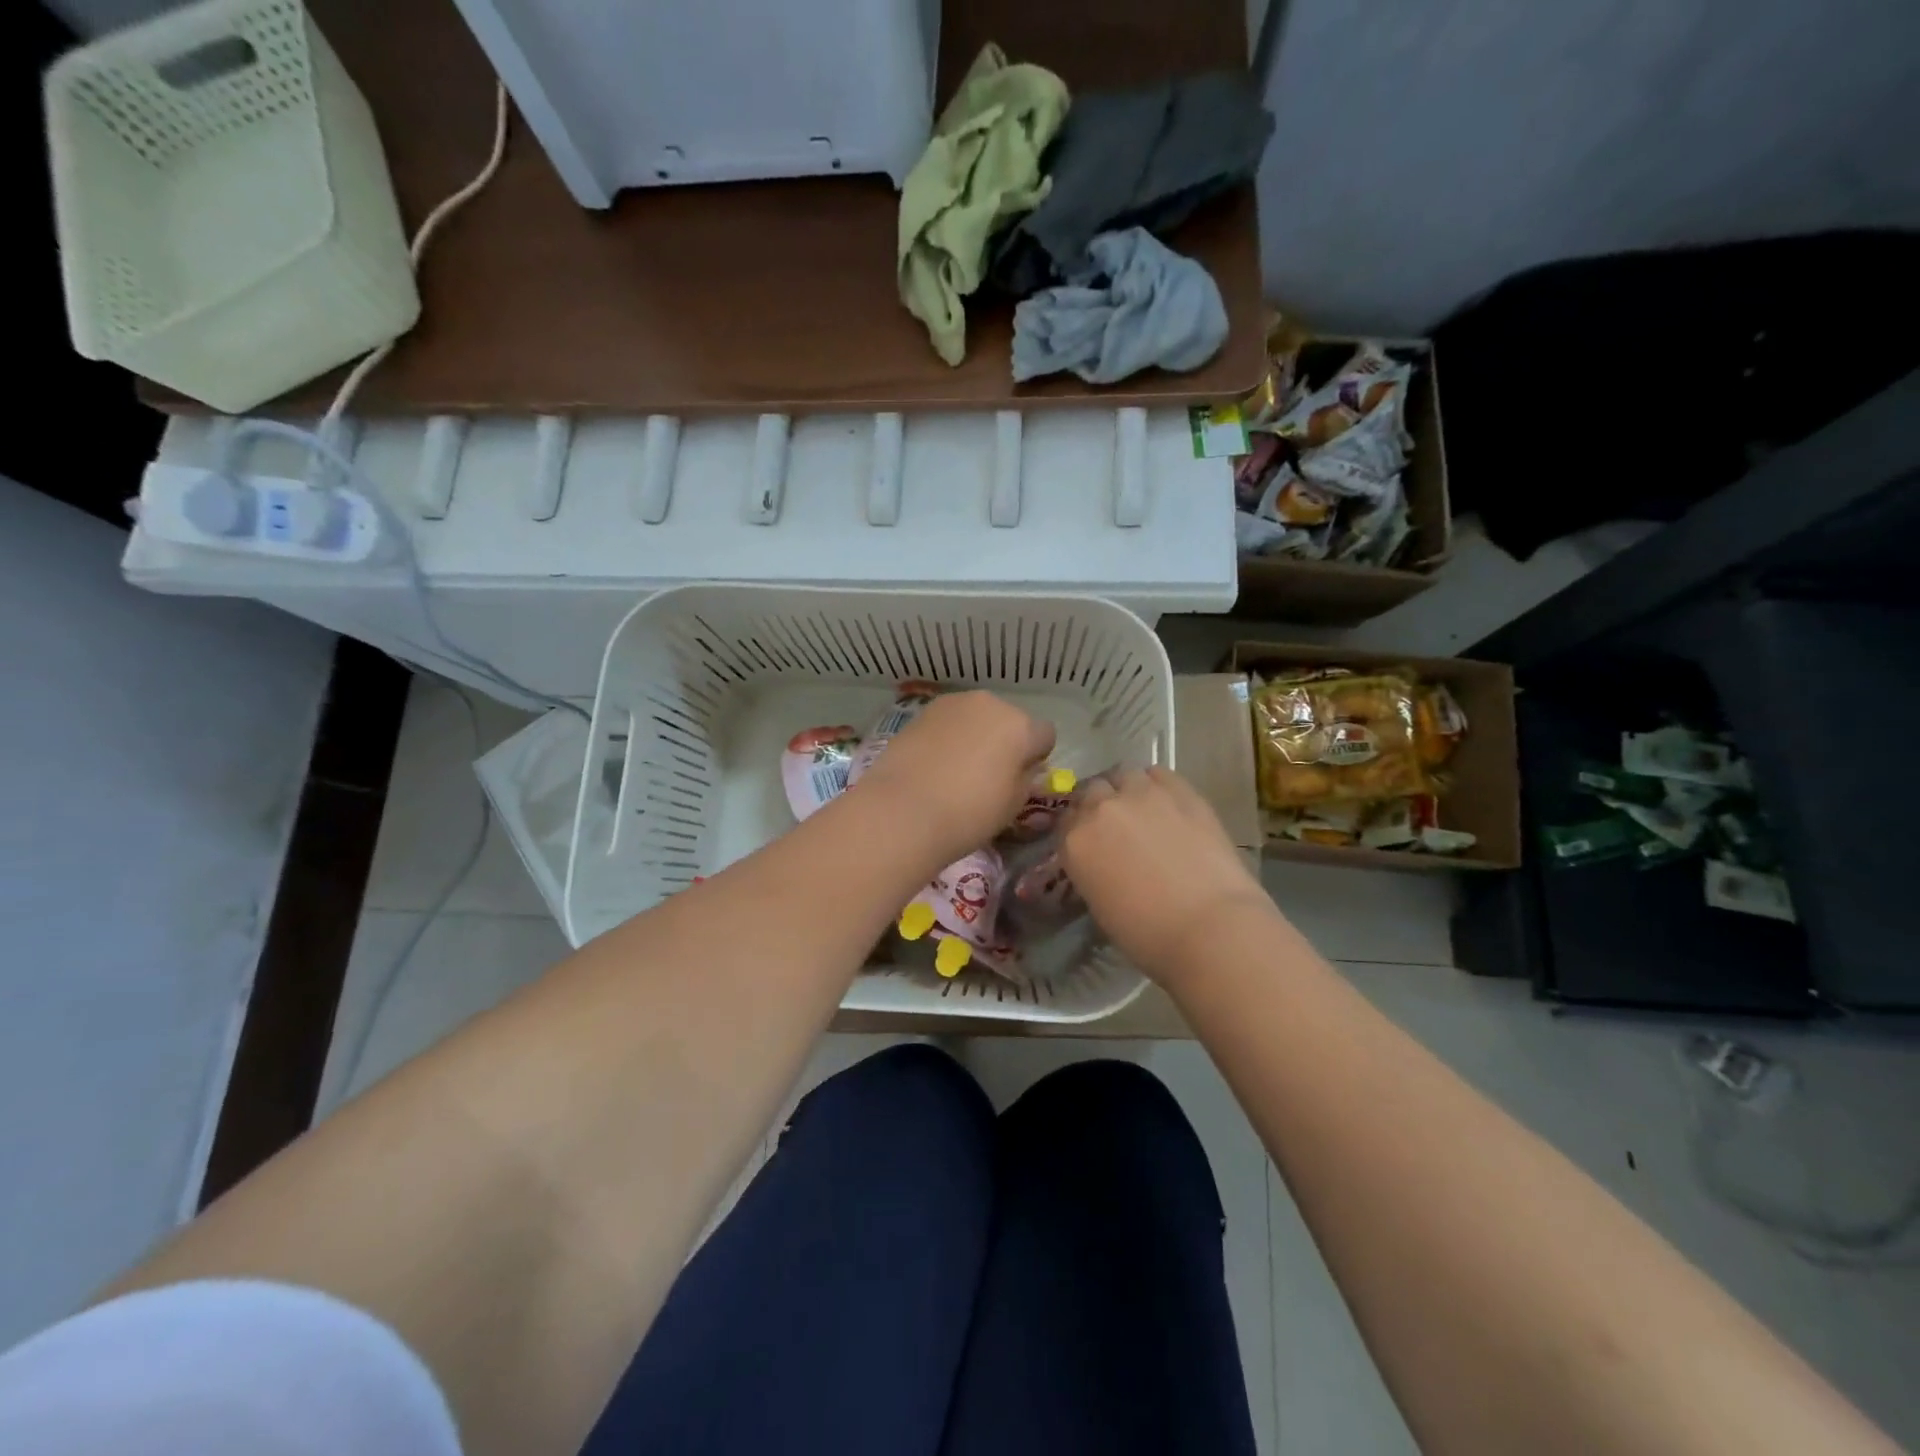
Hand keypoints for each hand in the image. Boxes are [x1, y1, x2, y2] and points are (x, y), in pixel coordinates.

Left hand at [849, 692, 1056, 866]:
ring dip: (975, 735)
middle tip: (988, 775)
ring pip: (976, 717)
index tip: (1020, 779)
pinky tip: (934, 764)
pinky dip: (948, 737)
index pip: (1044, 736)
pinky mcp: (922, 712)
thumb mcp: (1014, 805)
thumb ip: (1025, 777)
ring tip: (957, 769)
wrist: (904, 810)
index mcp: (1021, 726)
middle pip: (1008, 720)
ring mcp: (953, 704)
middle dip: (1004, 741)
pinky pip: (948, 722)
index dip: (1036, 757)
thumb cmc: (969, 813)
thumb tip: (1022, 766)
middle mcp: (990, 704)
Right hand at [1061, 767, 1275, 985]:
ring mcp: (1141, 794)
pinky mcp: (1180, 790)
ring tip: (1142, 809)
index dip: (1078, 829)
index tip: (1090, 841)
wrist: (1209, 926)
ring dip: (1126, 789)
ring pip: (1123, 775)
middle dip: (1099, 804)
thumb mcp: (1100, 905)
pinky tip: (1167, 803)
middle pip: (1091, 790)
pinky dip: (1157, 784)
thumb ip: (1092, 870)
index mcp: (1075, 842)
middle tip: (1116, 826)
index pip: (1065, 820)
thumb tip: (1104, 861)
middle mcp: (1101, 809)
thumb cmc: (1148, 934)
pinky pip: (1159, 773)